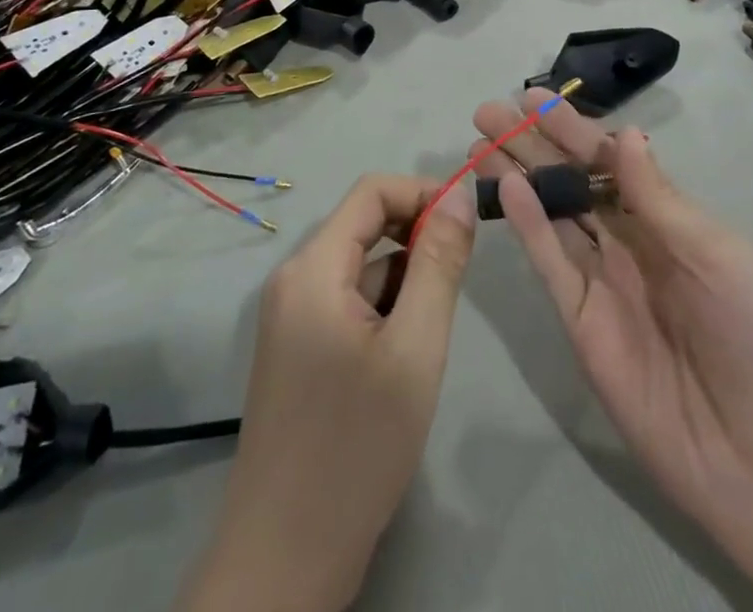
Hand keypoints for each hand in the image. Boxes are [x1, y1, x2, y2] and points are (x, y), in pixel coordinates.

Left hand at [176, 175, 474, 611]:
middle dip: (417, 241)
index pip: (372, 191)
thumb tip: (458, 194)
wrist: (285, 560)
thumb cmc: (356, 447)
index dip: (423, 193)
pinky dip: (383, 311)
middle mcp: (294, 280)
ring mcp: (291, 317)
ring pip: (361, 269)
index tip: (468, 224)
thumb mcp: (415, 348)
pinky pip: (348, 302)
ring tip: (426, 341)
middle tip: (456, 285)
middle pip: (365, 227)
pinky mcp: (297, 349)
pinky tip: (400, 363)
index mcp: (313, 268)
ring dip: (403, 282)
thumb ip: (439, 263)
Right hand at [471, 93, 752, 606]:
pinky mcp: (581, 324)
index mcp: (667, 219)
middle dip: (532, 145)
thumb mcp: (714, 254)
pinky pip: (551, 264)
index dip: (572, 128)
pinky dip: (528, 226)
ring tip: (481, 144)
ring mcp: (602, 283)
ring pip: (552, 215)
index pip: (610, 161)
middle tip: (488, 114)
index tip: (533, 97)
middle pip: (571, 182)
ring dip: (518, 178)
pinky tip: (506, 190)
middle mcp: (629, 242)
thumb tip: (625, 131)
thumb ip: (658, 198)